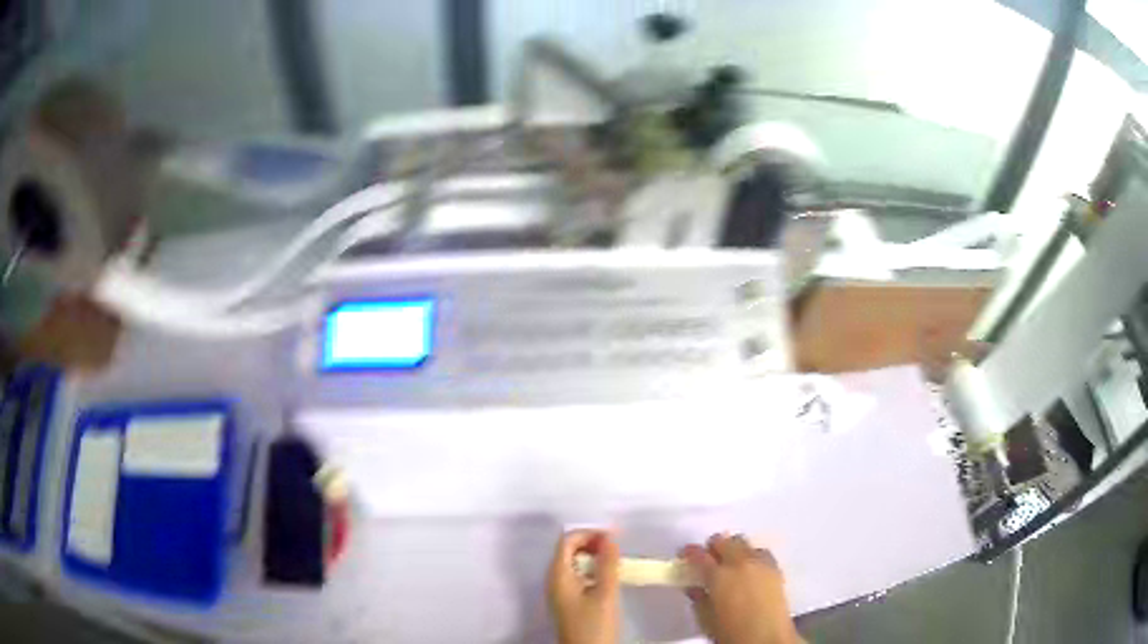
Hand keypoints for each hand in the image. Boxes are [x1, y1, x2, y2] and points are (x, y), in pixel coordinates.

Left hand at [547, 530, 620, 643]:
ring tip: (615, 561)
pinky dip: (591, 570)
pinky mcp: (567, 601)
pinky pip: (576, 576)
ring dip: (593, 557)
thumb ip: (608, 564)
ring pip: (573, 563)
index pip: (567, 541)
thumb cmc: (594, 624)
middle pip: (568, 550)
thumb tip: (610, 537)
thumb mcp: (605, 593)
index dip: (589, 533)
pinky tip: (607, 577)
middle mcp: (554, 580)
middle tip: (616, 548)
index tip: (614, 537)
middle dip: (591, 543)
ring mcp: (559, 591)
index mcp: (558, 575)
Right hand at [680, 534, 801, 643]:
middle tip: (707, 559)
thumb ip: (699, 599)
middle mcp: (740, 563)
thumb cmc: (731, 632)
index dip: (689, 553)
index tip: (684, 555)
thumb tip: (695, 588)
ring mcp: (761, 563)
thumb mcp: (706, 620)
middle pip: (724, 541)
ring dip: (734, 549)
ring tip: (730, 564)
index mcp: (718, 576)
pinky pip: (761, 553)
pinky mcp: (776, 569)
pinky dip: (752, 556)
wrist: (767, 638)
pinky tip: (749, 570)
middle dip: (713, 547)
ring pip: (744, 543)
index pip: (699, 556)